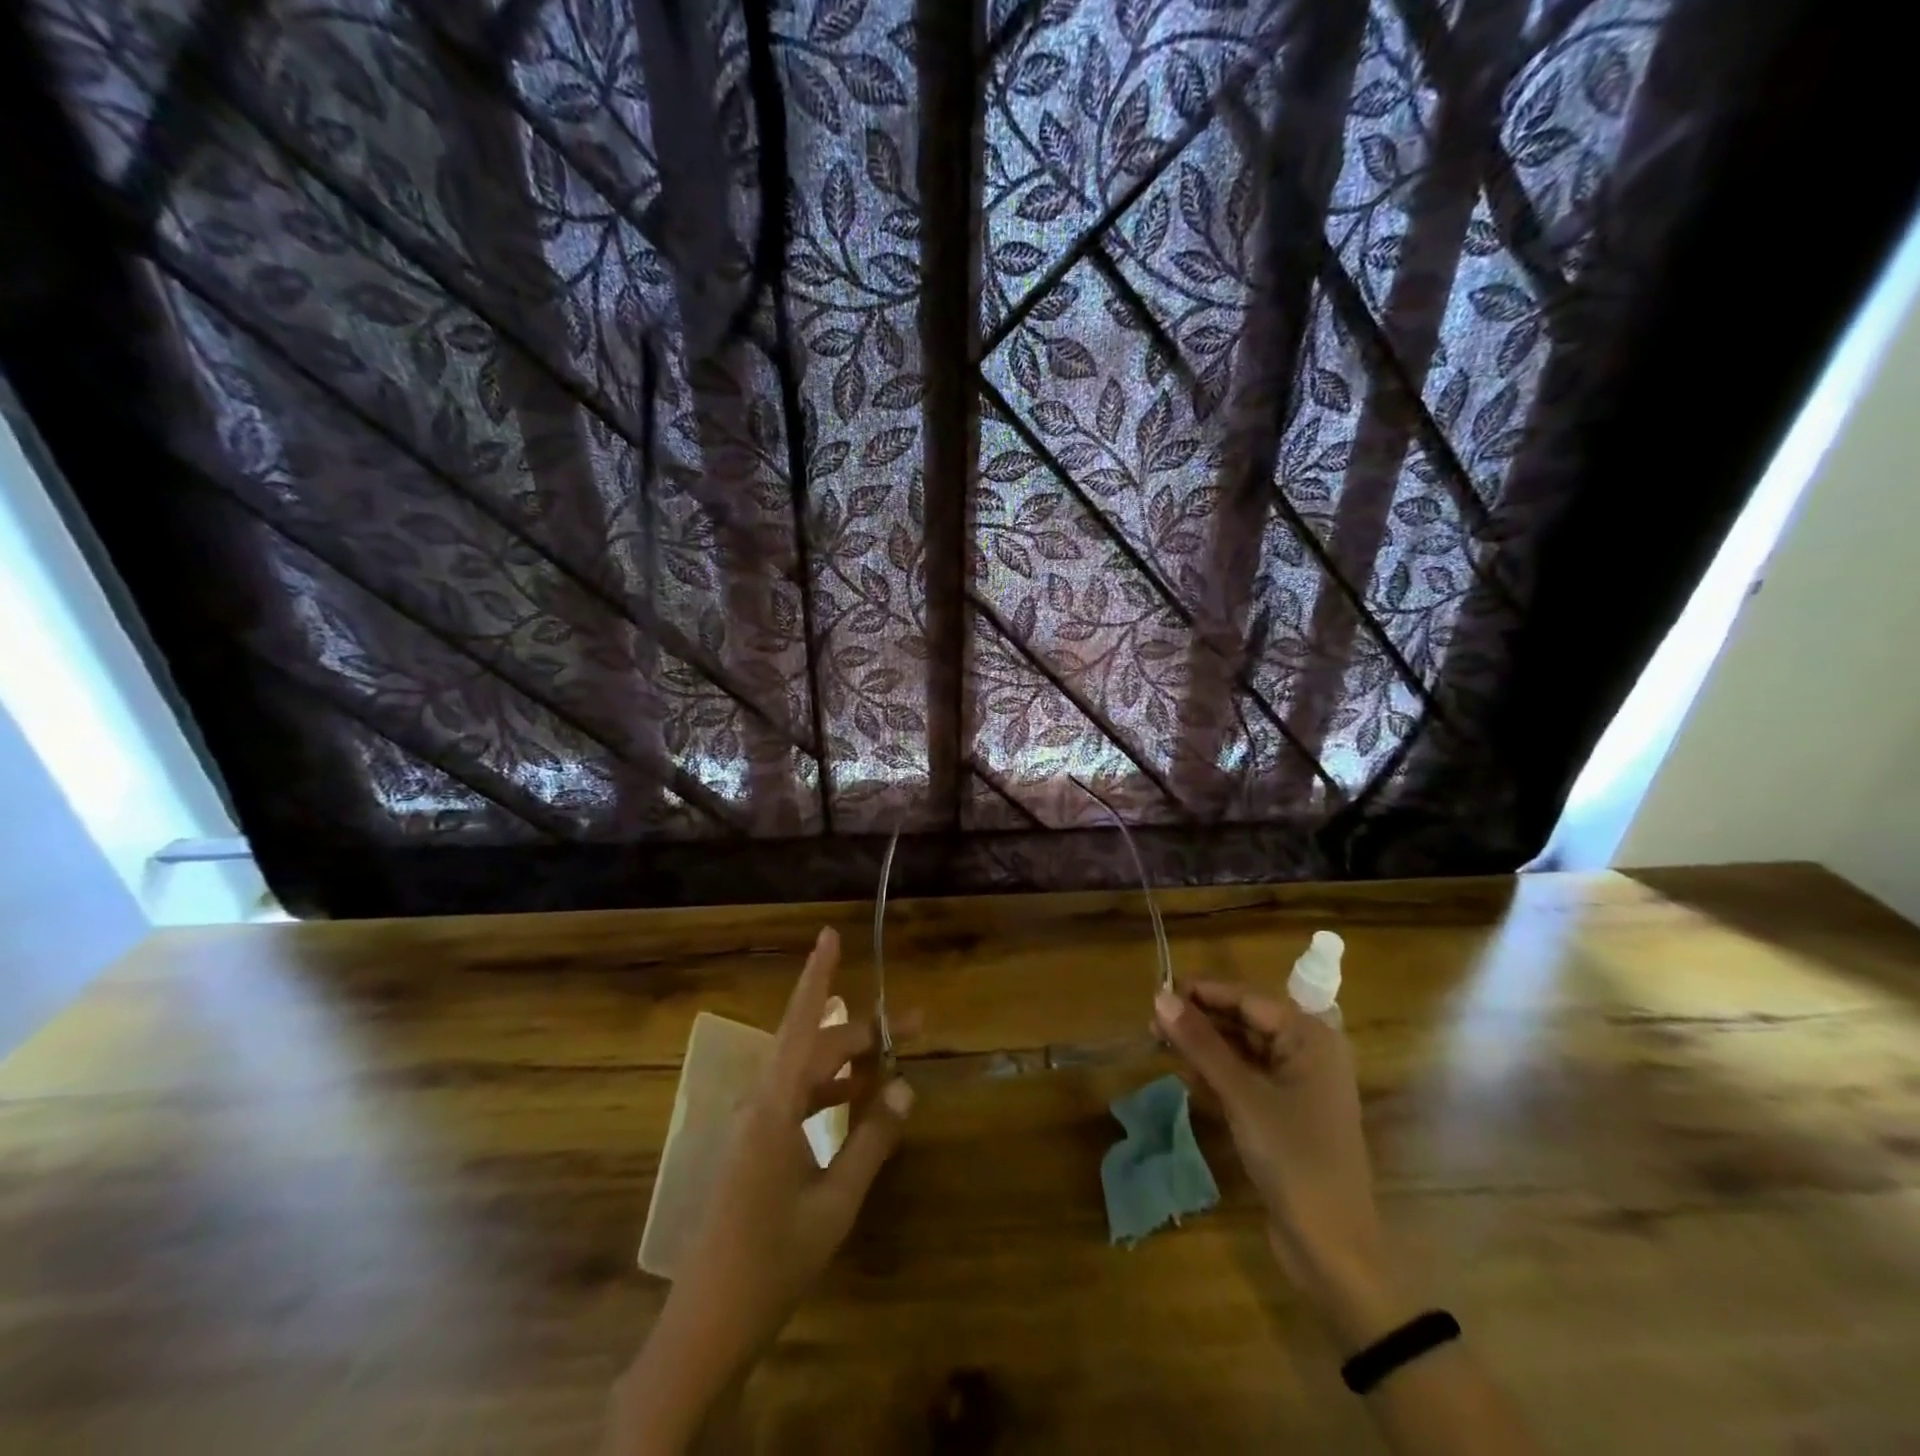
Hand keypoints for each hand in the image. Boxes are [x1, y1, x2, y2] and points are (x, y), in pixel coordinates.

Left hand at [614, 928, 915, 1451]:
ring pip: (806, 1071)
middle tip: (912, 1025)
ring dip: (848, 1064)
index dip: (817, 977)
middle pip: (813, 1045)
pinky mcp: (755, 1146)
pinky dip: (831, 1093)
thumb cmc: (771, 1265)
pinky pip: (798, 1099)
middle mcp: (761, 1104)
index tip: (829, 934)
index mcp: (774, 1109)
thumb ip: (872, 1141)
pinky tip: (860, 1104)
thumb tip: (906, 1088)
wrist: (705, 1330)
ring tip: (893, 1065)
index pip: (802, 1025)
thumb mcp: (835, 1205)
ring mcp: (755, 1126)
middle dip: (862, 1031)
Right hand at [1154, 983, 1406, 1348]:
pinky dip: (1216, 1076)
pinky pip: (1245, 1080)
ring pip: (1241, 1051)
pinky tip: (1186, 1078)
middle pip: (1244, 1022)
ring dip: (1203, 1049)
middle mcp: (1307, 1054)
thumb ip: (1200, 1043)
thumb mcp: (1242, 1096)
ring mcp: (1297, 1086)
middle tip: (1152, 1023)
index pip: (1247, 999)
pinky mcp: (1284, 1115)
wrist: (1333, 1249)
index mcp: (1310, 1038)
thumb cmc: (1294, 1158)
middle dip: (1199, 1021)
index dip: (1202, 993)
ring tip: (1160, 1046)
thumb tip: (1159, 997)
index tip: (1156, 991)